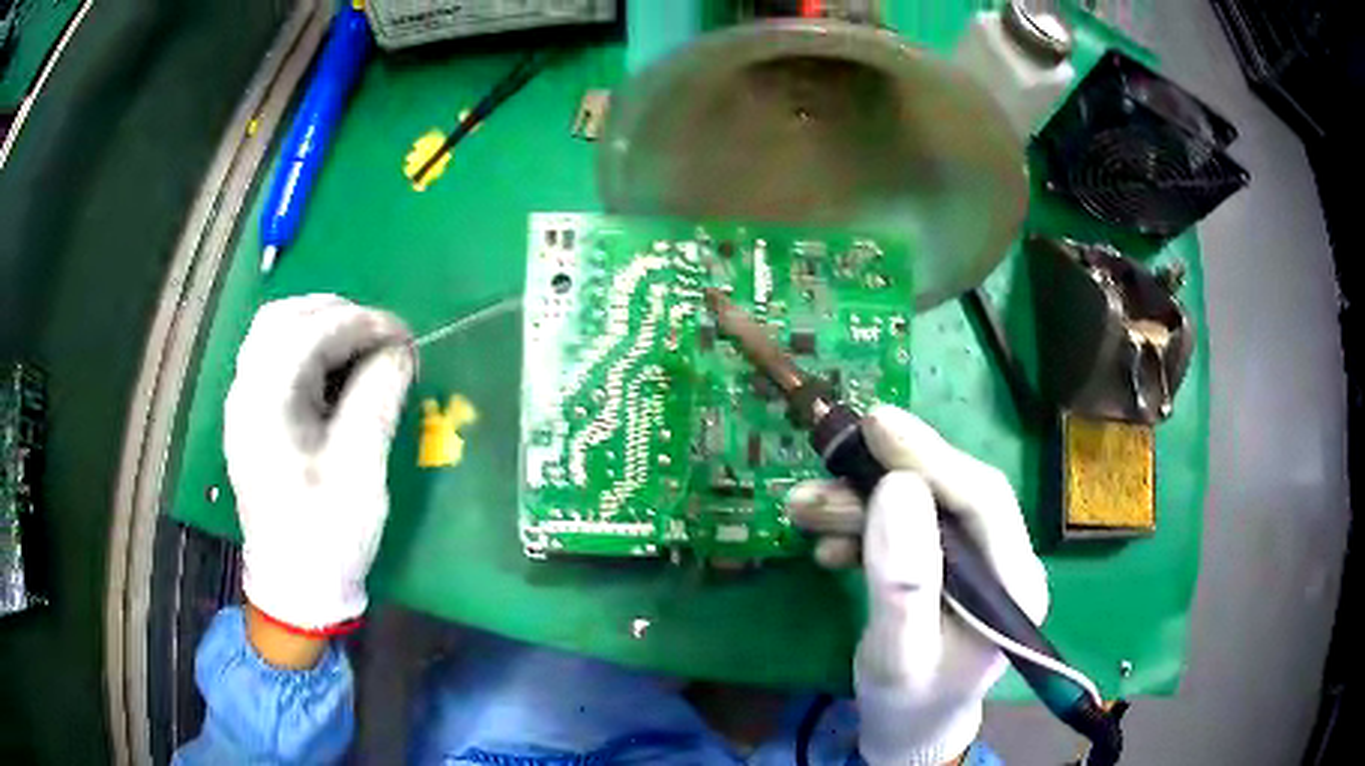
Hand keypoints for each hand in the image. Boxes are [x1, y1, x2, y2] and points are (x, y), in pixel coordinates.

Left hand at [225, 294, 414, 634]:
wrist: (295, 587)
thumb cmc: (327, 534)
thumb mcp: (360, 469)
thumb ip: (378, 397)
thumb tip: (400, 348)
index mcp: (265, 404)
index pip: (310, 331)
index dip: (362, 322)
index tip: (406, 336)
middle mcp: (245, 393)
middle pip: (283, 318)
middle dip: (338, 315)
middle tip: (383, 337)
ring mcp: (244, 405)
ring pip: (275, 334)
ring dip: (320, 327)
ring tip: (362, 347)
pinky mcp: (252, 419)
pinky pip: (274, 360)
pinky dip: (308, 349)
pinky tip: (335, 373)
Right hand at [787, 405, 1048, 765]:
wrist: (908, 733)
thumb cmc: (907, 703)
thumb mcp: (898, 654)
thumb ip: (902, 581)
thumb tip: (895, 487)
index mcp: (1013, 582)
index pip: (983, 499)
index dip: (931, 455)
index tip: (876, 424)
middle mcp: (1005, 562)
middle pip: (951, 495)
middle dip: (884, 478)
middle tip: (826, 461)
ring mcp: (977, 564)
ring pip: (924, 509)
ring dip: (862, 504)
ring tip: (803, 507)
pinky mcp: (949, 569)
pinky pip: (908, 531)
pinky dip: (863, 530)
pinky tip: (827, 546)